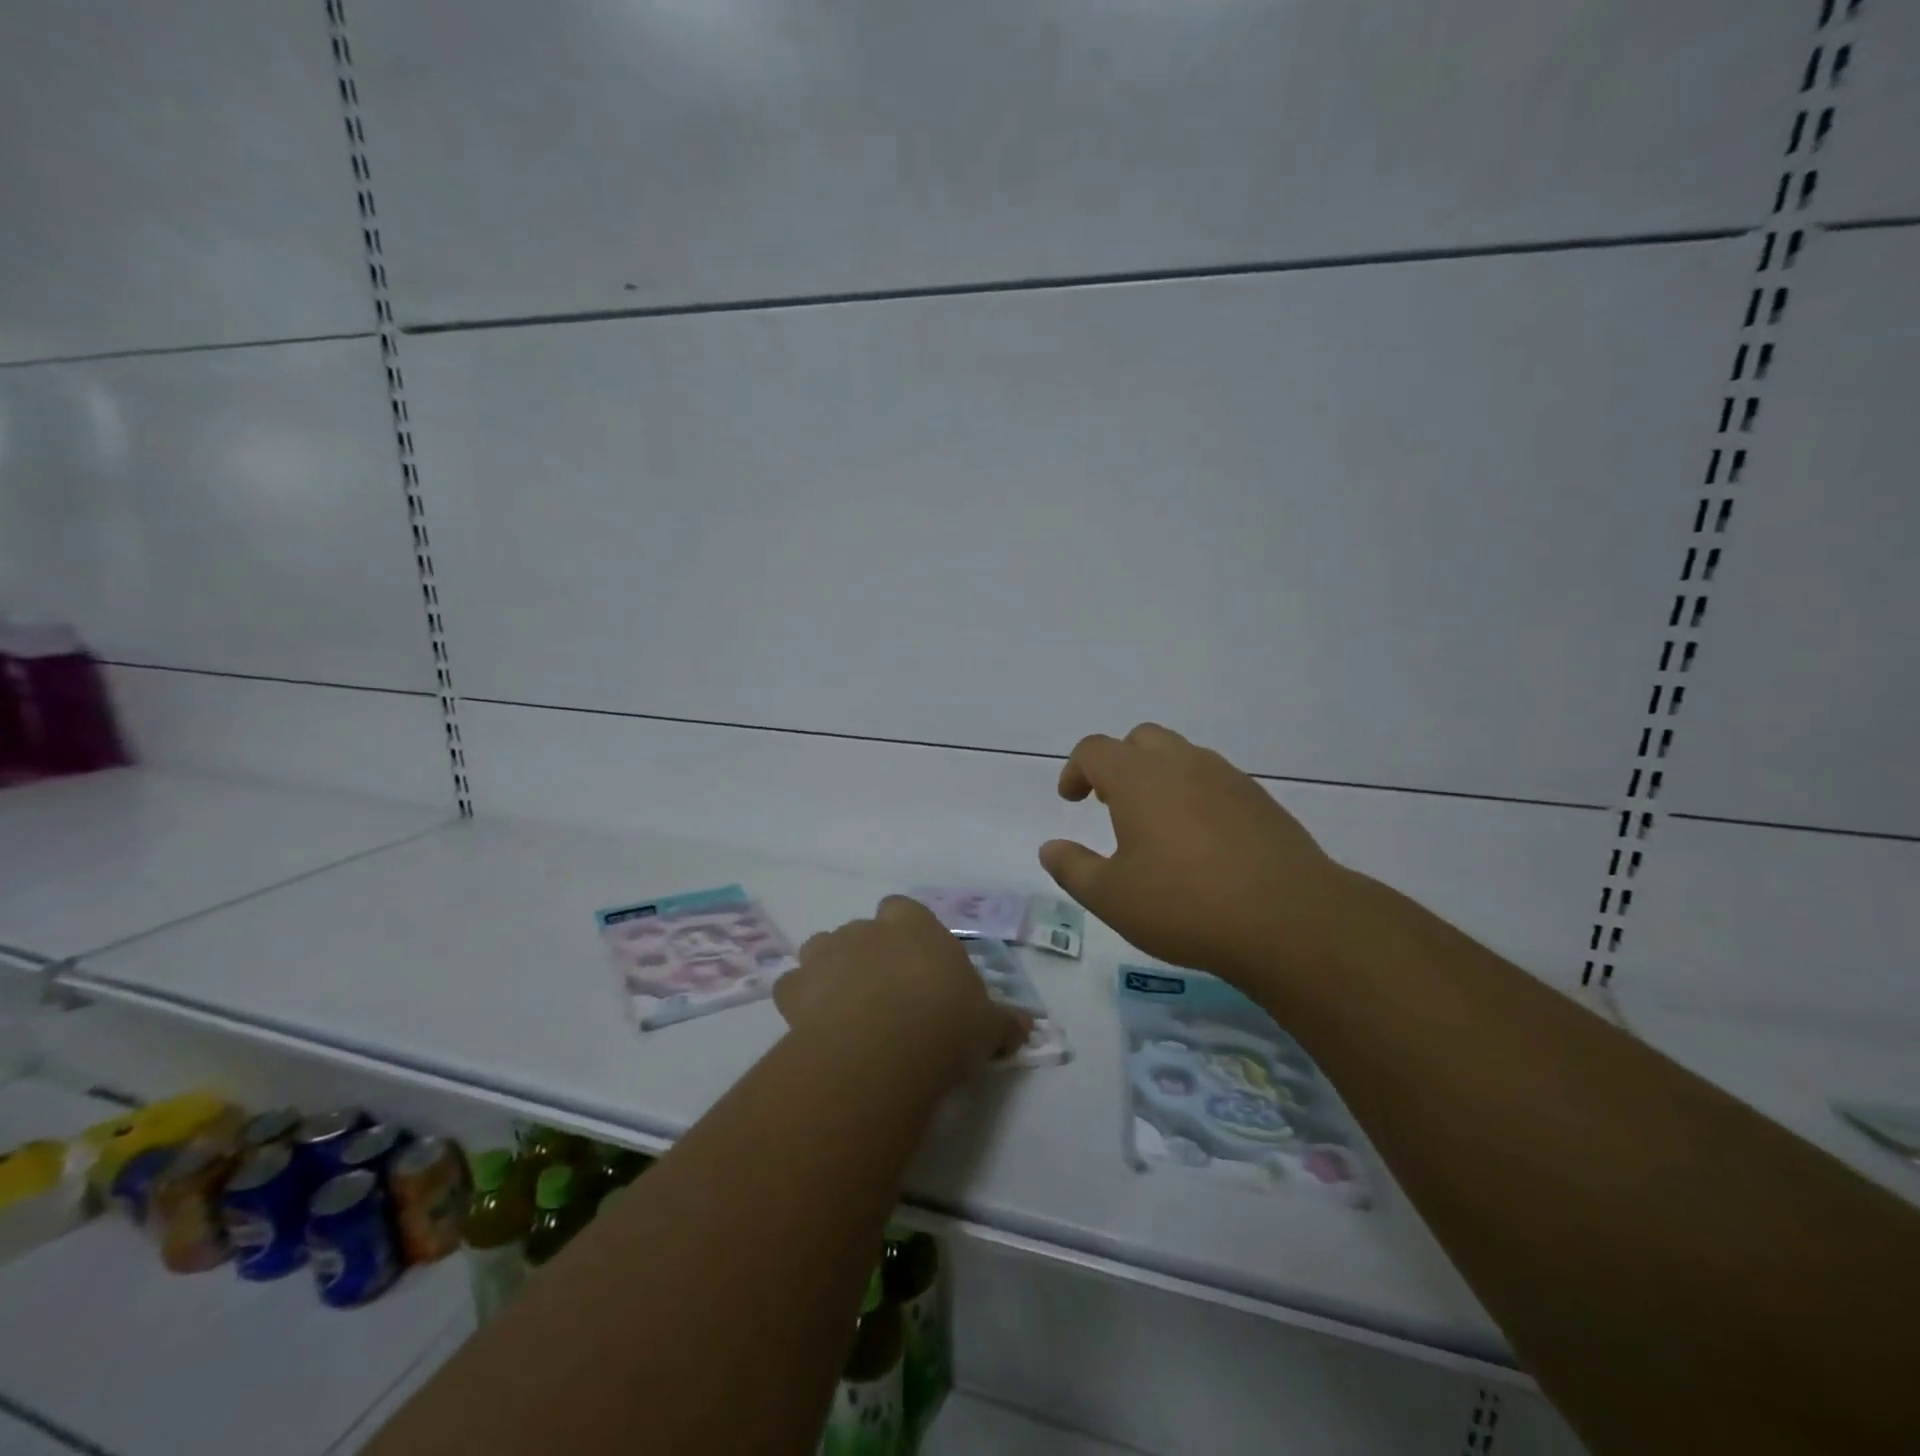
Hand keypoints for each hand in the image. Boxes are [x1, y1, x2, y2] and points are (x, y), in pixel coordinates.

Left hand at [774, 896, 1031, 1086]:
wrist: (886, 1048)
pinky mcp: (796, 988)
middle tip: (884, 996)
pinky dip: (801, 1002)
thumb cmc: (947, 1023)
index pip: (902, 909)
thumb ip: (1004, 1022)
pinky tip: (815, 1029)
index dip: (905, 933)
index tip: (914, 964)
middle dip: (868, 955)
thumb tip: (1028, 1027)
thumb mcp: (988, 1026)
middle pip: (861, 931)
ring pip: (822, 950)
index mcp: (915, 927)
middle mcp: (868, 930)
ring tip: (847, 1010)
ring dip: (831, 971)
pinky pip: (793, 988)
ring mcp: (827, 954)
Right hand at [1039, 724, 1361, 989]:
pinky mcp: (1261, 801)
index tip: (1072, 799)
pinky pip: (1215, 780)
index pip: (1095, 749)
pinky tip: (1200, 841)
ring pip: (1182, 755)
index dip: (1076, 770)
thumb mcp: (1112, 898)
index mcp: (1138, 779)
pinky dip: (1195, 794)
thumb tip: (1050, 848)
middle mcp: (1182, 764)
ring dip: (1159, 776)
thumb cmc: (1185, 905)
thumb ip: (1073, 868)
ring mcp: (1227, 779)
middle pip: (1141, 739)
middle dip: (1118, 762)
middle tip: (1111, 803)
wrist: (1289, 919)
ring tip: (1155, 823)